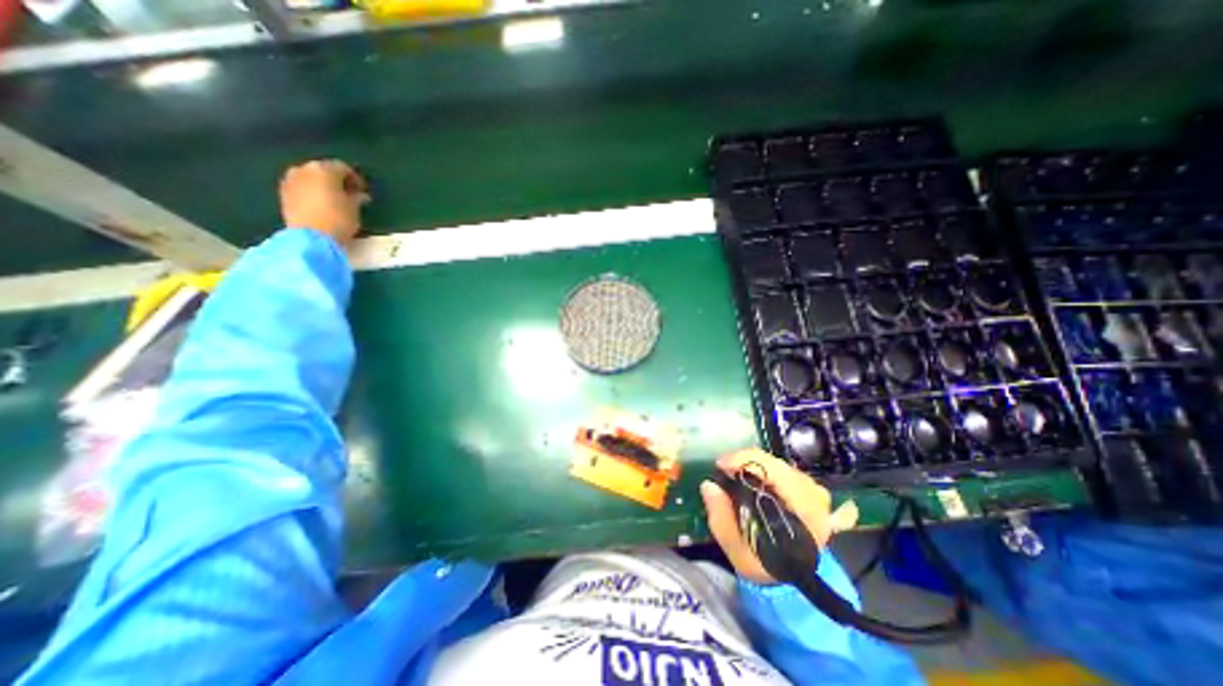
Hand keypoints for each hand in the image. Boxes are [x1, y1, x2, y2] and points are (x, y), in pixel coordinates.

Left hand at [279, 157, 370, 246]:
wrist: (311, 237)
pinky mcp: (283, 193)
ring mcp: (290, 180)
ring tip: (334, 200)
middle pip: (323, 170)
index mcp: (324, 169)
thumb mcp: (354, 209)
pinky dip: (311, 192)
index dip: (355, 179)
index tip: (362, 191)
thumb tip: (360, 195)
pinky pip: (301, 187)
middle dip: (336, 181)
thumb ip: (357, 198)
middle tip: (349, 194)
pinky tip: (320, 205)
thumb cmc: (338, 220)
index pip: (343, 167)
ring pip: (310, 178)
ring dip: (322, 186)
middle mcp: (304, 169)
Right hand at [697, 451, 857, 584]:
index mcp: (804, 514)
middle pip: (776, 464)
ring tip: (732, 470)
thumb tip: (708, 485)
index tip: (720, 465)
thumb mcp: (737, 549)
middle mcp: (815, 498)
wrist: (791, 580)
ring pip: (778, 463)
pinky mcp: (809, 489)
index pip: (776, 473)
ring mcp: (815, 491)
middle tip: (722, 467)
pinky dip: (761, 467)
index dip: (745, 462)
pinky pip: (782, 467)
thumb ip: (721, 518)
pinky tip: (748, 474)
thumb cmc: (764, 565)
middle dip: (745, 460)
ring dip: (753, 463)